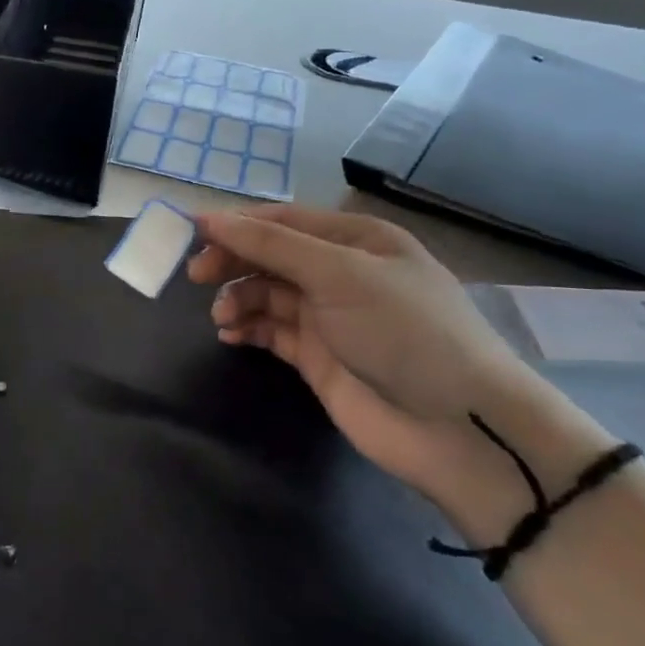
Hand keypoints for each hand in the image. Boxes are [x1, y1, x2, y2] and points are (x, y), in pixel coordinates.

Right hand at [187, 205, 605, 524]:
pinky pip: (270, 330)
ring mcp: (329, 316)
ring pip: (265, 293)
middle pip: (269, 255)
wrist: (456, 427)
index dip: (235, 224)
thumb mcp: (338, 274)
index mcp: (356, 240)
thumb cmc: (402, 331)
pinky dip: (247, 328)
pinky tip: (232, 336)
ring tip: (223, 319)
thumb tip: (208, 218)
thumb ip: (270, 245)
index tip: (188, 233)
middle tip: (196, 277)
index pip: (282, 220)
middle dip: (232, 262)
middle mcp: (341, 272)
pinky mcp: (317, 355)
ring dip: (237, 299)